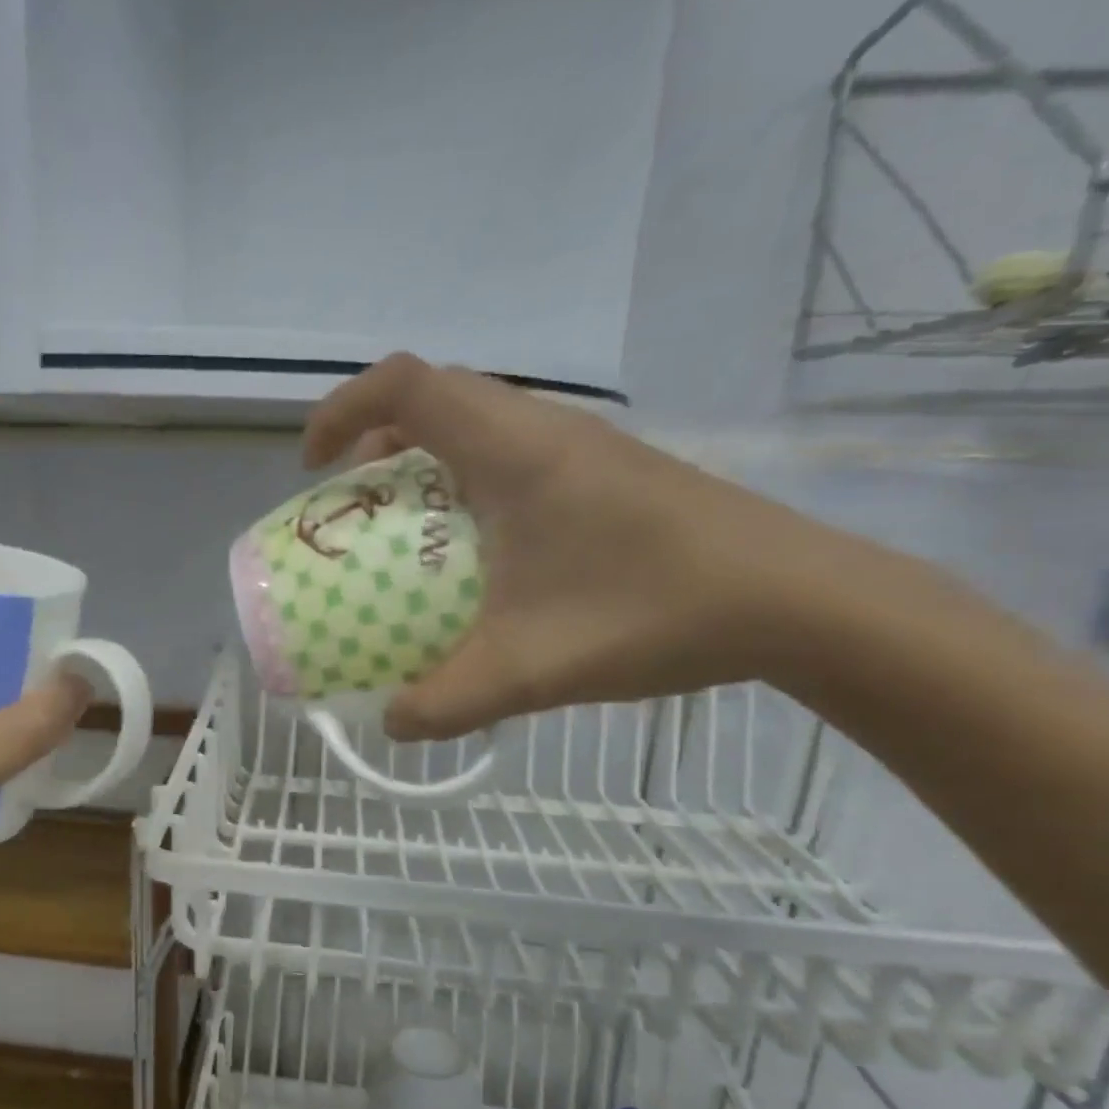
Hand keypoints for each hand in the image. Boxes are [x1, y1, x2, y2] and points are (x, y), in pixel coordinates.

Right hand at [304, 355, 873, 739]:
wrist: (797, 600)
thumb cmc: (652, 613)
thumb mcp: (528, 670)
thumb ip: (446, 703)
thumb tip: (390, 724)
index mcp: (513, 451)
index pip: (407, 384)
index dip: (343, 411)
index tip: (312, 468)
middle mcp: (544, 430)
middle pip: (436, 397)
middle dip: (375, 440)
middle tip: (354, 503)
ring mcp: (582, 449)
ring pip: (477, 423)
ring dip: (424, 460)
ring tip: (405, 527)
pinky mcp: (606, 473)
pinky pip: (512, 453)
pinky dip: (467, 481)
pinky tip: (479, 550)